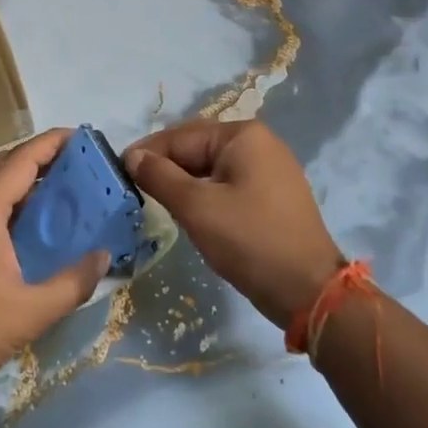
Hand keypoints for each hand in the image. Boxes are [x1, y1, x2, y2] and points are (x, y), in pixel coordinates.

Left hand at [0, 128, 108, 400]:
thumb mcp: (35, 311)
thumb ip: (75, 281)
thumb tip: (104, 255)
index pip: (19, 162)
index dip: (50, 144)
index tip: (80, 136)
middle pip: (1, 163)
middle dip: (38, 154)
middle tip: (76, 159)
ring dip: (20, 172)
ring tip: (58, 180)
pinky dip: (6, 191)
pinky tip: (28, 212)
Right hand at [126, 120, 343, 327]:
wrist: (309, 291)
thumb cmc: (250, 240)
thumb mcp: (197, 207)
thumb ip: (160, 176)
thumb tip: (132, 156)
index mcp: (242, 136)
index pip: (182, 136)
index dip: (148, 152)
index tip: (118, 170)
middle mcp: (259, 144)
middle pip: (198, 148)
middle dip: (165, 166)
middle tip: (132, 188)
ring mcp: (270, 170)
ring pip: (211, 169)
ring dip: (183, 182)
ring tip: (154, 201)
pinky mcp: (273, 196)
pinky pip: (228, 184)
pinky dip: (204, 194)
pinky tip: (187, 212)